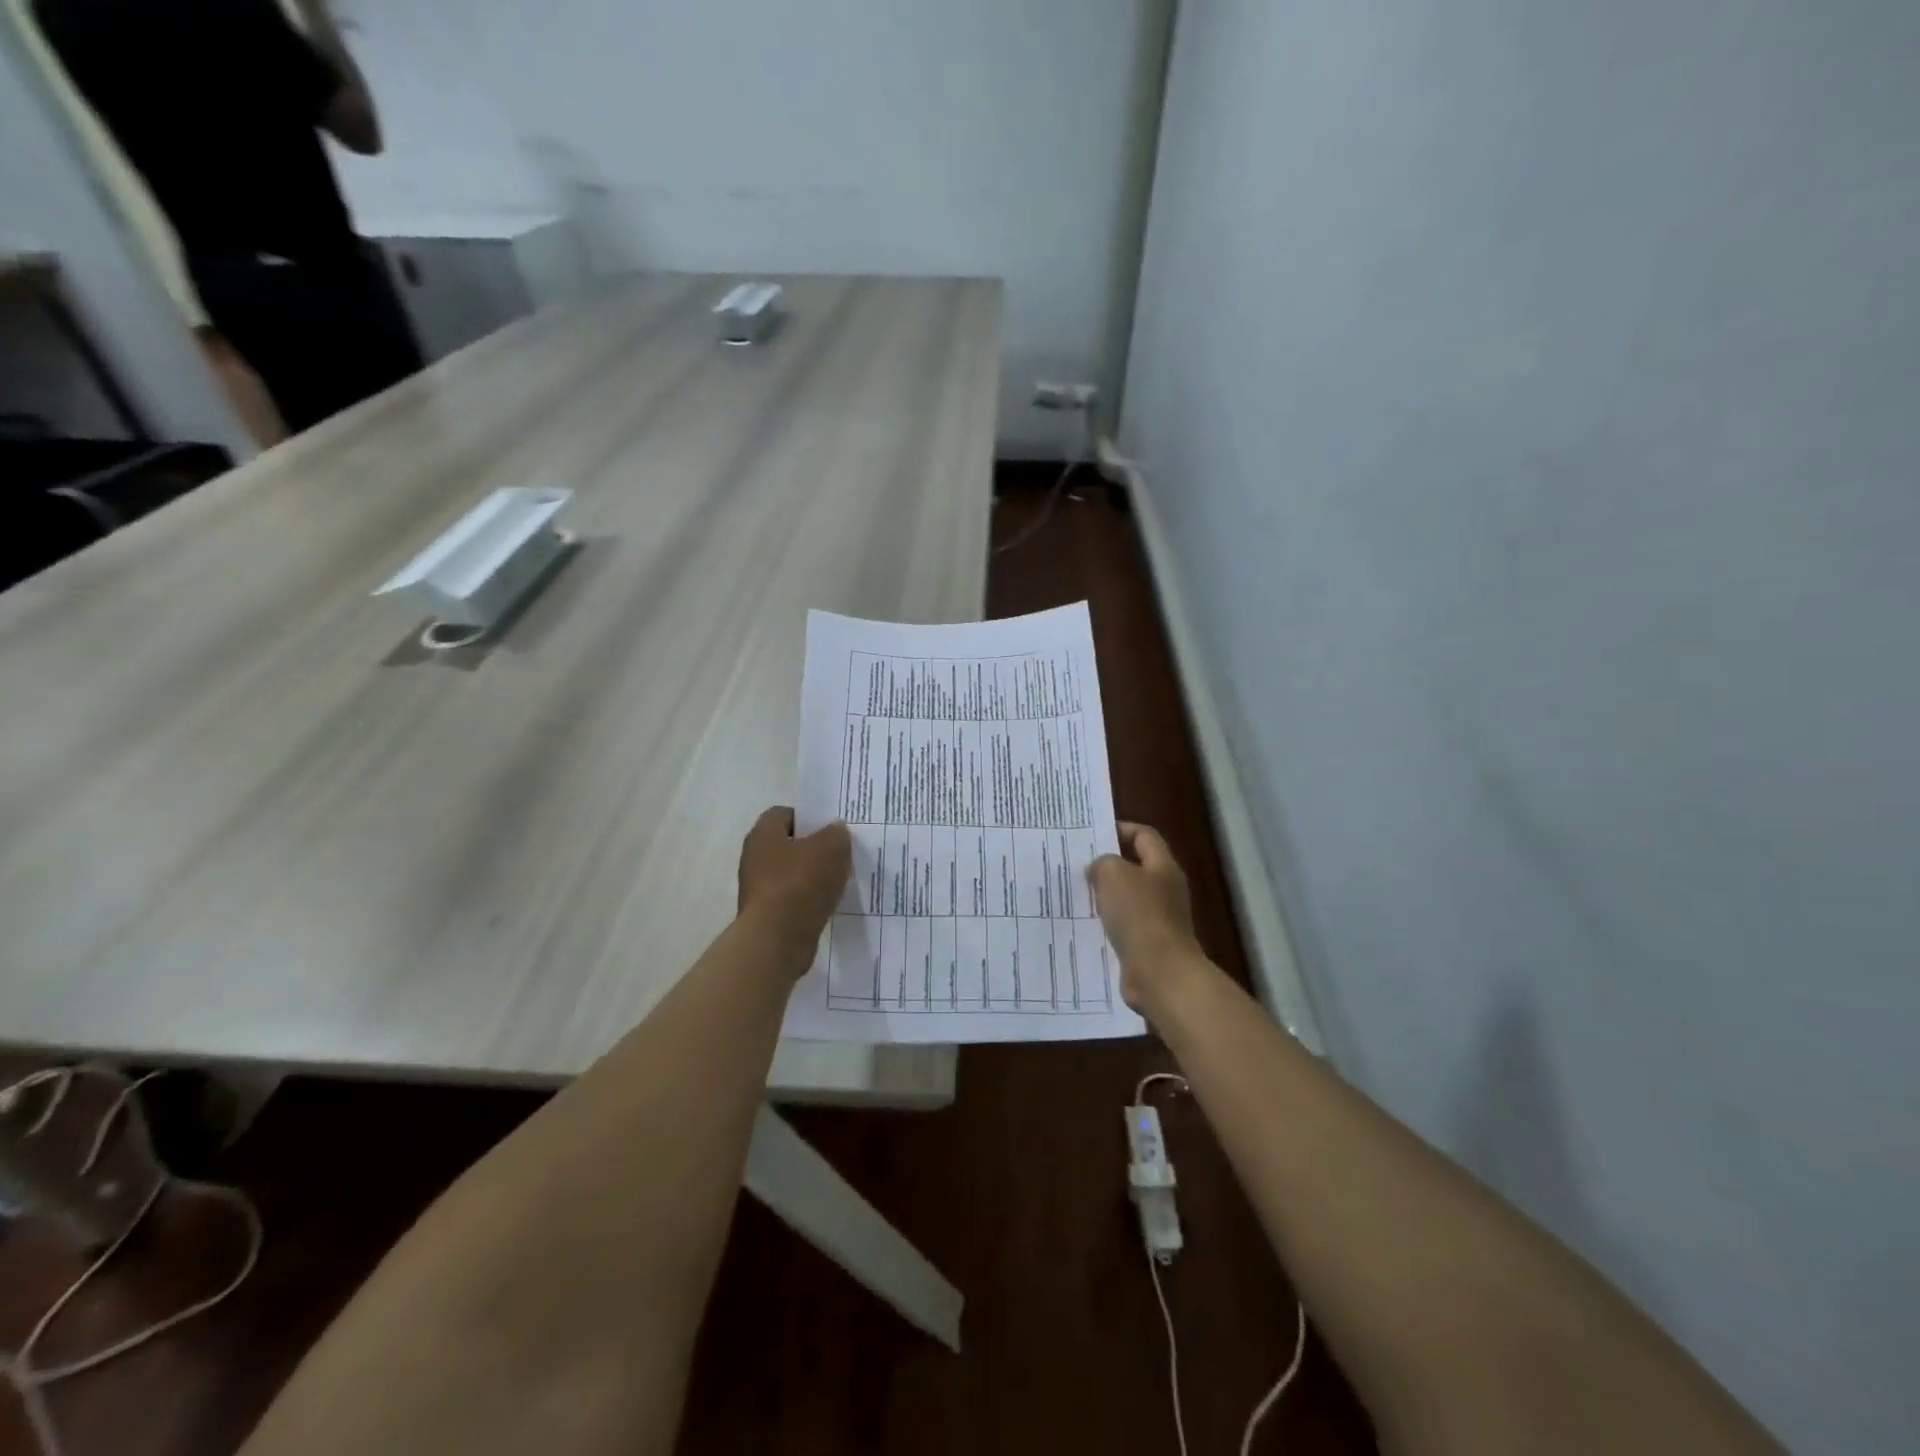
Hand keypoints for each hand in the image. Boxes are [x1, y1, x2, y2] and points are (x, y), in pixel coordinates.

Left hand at [737, 807, 850, 967]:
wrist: (777, 939)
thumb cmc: (801, 882)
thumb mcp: (831, 848)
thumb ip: (837, 834)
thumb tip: (835, 830)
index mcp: (764, 833)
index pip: (785, 813)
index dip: (809, 817)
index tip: (831, 828)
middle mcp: (754, 857)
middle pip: (788, 844)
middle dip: (814, 847)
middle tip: (840, 852)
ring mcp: (758, 888)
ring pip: (792, 873)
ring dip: (813, 875)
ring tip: (839, 879)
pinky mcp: (766, 914)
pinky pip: (792, 898)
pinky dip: (808, 899)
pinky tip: (828, 903)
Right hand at [1088, 823, 1206, 1013]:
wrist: (1159, 973)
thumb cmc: (1139, 915)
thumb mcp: (1113, 875)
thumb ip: (1103, 863)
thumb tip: (1099, 869)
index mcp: (1163, 867)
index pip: (1144, 835)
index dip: (1120, 829)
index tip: (1092, 835)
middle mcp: (1165, 890)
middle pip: (1136, 867)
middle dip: (1108, 865)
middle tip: (1077, 864)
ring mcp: (1159, 919)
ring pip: (1127, 898)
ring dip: (1104, 896)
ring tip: (1075, 893)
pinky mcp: (1148, 944)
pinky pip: (1124, 926)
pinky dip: (1107, 923)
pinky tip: (1085, 925)